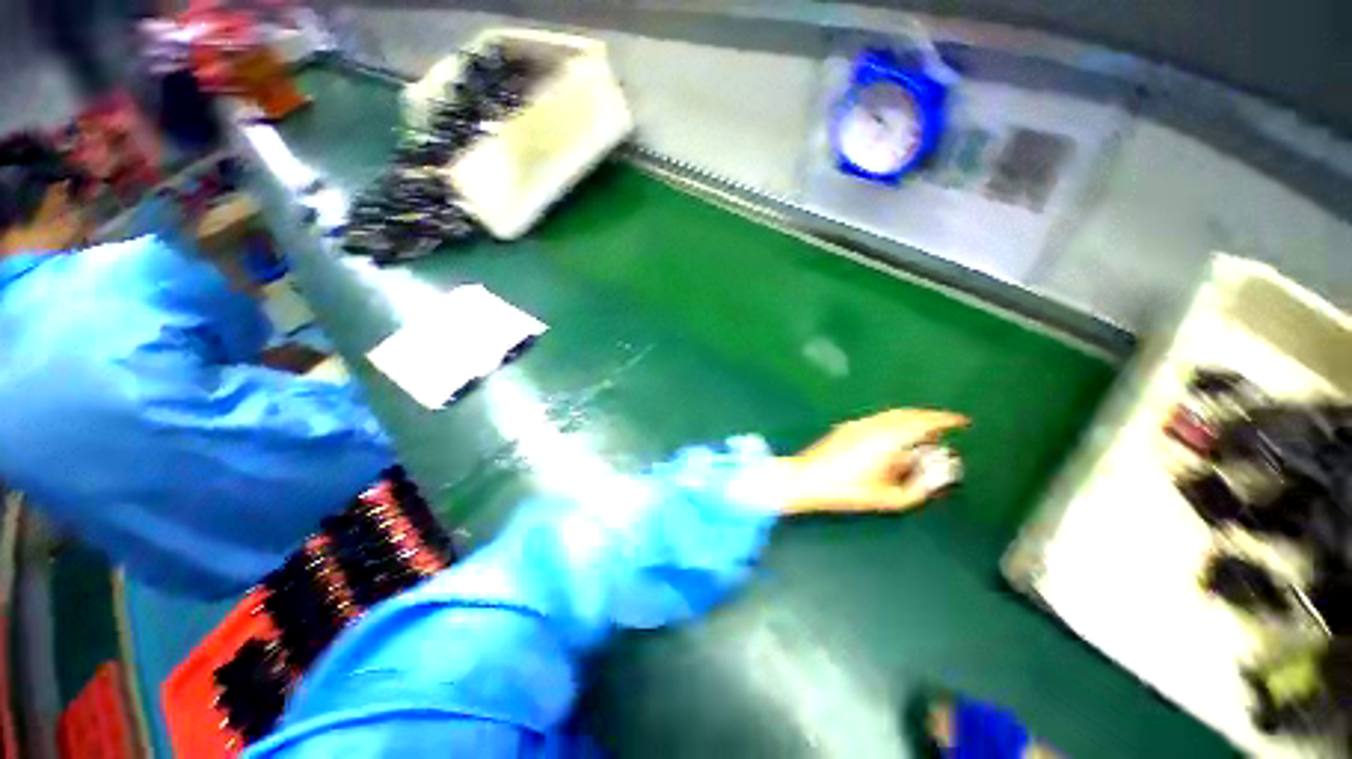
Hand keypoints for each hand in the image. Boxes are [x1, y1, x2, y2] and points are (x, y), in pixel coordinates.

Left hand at [781, 409, 968, 515]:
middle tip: (944, 431)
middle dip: (930, 419)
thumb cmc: (847, 491)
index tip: (961, 422)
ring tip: (923, 436)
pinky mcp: (847, 426)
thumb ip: (919, 487)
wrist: (807, 478)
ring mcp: (858, 423)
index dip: (944, 420)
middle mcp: (874, 425)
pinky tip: (896, 438)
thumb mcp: (888, 498)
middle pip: (908, 414)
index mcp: (887, 439)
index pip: (923, 422)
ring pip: (892, 415)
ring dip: (912, 420)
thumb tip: (936, 471)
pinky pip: (879, 419)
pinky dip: (895, 423)